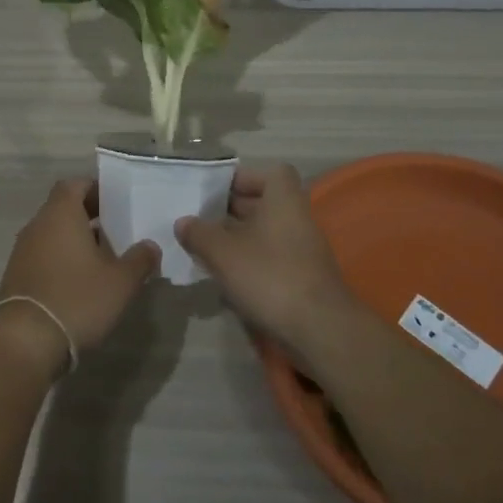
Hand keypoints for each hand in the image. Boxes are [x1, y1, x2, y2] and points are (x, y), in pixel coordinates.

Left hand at [0, 178, 159, 374]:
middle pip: (63, 208)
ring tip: (104, 257)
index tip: (117, 201)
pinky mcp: (17, 276)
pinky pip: (43, 255)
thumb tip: (150, 246)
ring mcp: (22, 251)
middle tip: (117, 229)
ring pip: (53, 233)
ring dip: (76, 239)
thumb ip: (140, 259)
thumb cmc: (77, 299)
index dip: (96, 189)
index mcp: (60, 214)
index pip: (75, 184)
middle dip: (90, 215)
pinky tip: (81, 281)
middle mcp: (37, 225)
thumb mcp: (121, 282)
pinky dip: (62, 259)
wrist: (25, 342)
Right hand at [175, 164, 356, 348]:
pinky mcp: (302, 277)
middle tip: (201, 219)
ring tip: (206, 248)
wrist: (319, 329)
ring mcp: (302, 249)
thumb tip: (183, 222)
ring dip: (238, 238)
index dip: (242, 178)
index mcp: (283, 200)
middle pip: (264, 203)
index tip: (215, 192)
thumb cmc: (270, 277)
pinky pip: (271, 257)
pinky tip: (226, 276)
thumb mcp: (223, 253)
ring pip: (265, 232)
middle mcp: (297, 218)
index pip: (269, 173)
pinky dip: (250, 261)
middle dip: (232, 210)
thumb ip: (199, 234)